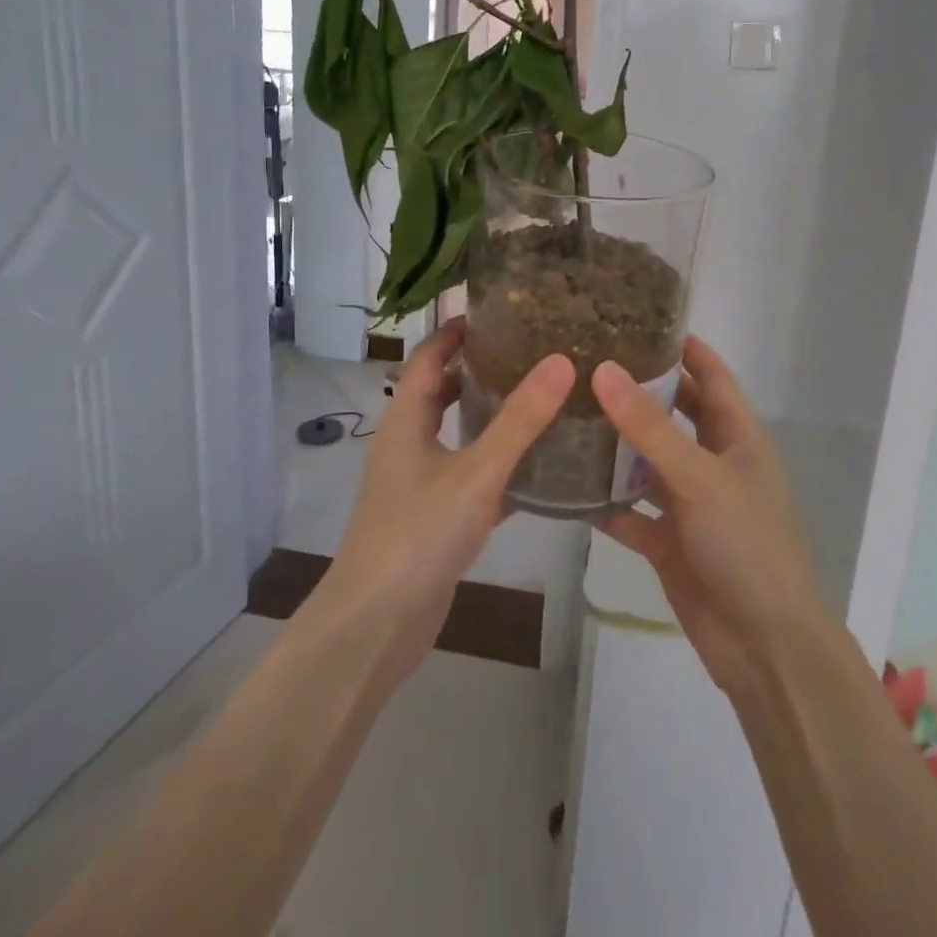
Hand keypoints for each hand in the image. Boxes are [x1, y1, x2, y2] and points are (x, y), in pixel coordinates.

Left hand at [313, 318, 574, 686]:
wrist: (376, 625)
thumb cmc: (418, 535)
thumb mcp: (475, 472)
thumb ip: (519, 420)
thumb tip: (560, 361)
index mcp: (405, 419)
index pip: (428, 355)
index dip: (457, 330)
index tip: (501, 311)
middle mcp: (407, 442)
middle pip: (441, 390)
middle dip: (479, 368)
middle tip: (532, 351)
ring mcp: (418, 481)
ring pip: (457, 433)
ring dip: (489, 415)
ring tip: (541, 398)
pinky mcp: (434, 515)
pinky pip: (468, 473)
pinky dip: (496, 462)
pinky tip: (537, 465)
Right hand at [595, 338, 829, 696]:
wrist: (764, 646)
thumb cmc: (746, 545)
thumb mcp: (698, 476)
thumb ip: (649, 426)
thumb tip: (604, 370)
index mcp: (738, 438)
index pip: (712, 377)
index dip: (684, 348)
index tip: (640, 320)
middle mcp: (714, 464)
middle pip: (675, 415)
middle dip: (639, 392)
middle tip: (588, 363)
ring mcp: (691, 505)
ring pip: (647, 463)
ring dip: (615, 445)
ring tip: (567, 413)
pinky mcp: (669, 542)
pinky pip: (631, 513)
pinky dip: (606, 501)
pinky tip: (566, 484)